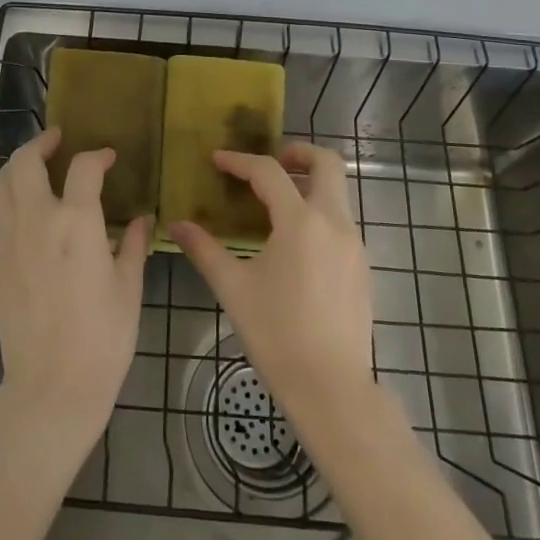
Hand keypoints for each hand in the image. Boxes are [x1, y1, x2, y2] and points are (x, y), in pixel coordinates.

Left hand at [0, 129, 150, 457]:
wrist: (51, 389)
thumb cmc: (104, 339)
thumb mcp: (129, 289)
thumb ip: (132, 245)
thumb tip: (141, 219)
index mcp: (76, 223)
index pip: (83, 167)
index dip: (98, 155)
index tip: (108, 159)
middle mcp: (37, 222)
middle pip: (24, 162)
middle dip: (40, 143)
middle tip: (57, 140)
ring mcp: (9, 244)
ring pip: (1, 186)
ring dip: (18, 167)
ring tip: (37, 167)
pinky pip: (2, 225)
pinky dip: (16, 210)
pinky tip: (36, 228)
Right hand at [169, 143, 373, 419]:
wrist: (331, 387)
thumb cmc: (277, 334)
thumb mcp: (233, 288)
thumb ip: (204, 250)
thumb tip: (177, 225)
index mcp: (300, 222)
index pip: (269, 172)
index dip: (240, 161)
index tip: (217, 159)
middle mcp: (333, 222)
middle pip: (327, 162)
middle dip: (298, 152)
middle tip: (270, 162)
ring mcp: (354, 244)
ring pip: (338, 191)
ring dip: (310, 182)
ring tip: (277, 202)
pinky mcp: (362, 266)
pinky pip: (342, 220)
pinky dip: (319, 212)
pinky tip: (295, 242)